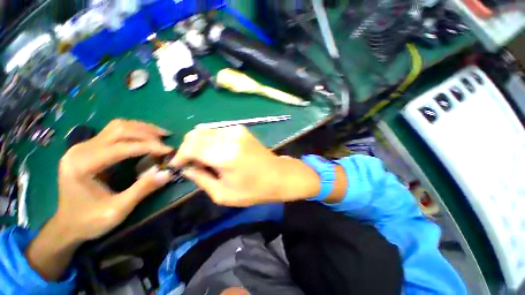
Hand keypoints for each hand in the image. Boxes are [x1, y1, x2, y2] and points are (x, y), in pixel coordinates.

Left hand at [56, 119, 173, 240]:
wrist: (67, 224)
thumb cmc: (89, 221)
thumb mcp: (118, 210)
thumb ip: (142, 189)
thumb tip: (168, 173)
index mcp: (83, 166)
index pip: (121, 147)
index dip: (149, 147)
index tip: (169, 150)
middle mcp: (80, 150)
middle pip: (119, 130)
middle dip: (147, 133)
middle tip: (167, 139)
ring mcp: (83, 146)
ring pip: (117, 127)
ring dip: (141, 128)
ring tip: (160, 134)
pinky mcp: (88, 148)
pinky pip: (114, 132)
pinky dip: (133, 131)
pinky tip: (145, 136)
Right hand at [170, 126, 320, 206]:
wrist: (278, 175)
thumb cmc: (253, 189)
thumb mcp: (223, 194)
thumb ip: (201, 179)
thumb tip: (186, 168)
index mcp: (224, 155)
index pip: (190, 147)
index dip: (180, 156)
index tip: (177, 165)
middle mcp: (229, 137)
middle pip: (196, 134)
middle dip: (188, 148)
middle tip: (191, 163)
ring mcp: (236, 130)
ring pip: (205, 130)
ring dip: (199, 143)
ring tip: (204, 158)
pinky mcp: (241, 129)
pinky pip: (217, 131)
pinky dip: (211, 139)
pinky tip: (216, 151)